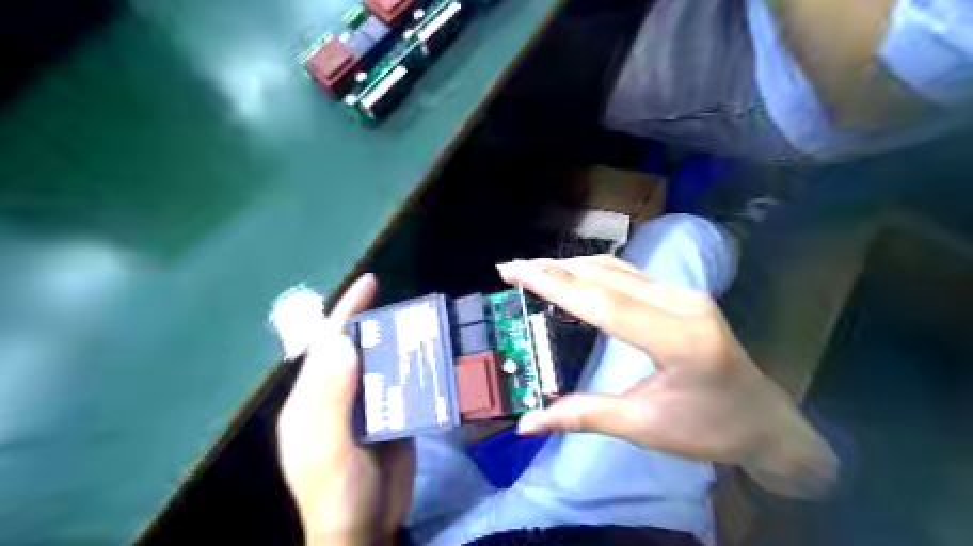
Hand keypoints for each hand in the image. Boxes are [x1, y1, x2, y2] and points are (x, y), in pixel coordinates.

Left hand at [274, 278, 412, 544]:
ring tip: (426, 327)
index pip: (327, 345)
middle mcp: (336, 395)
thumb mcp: (330, 450)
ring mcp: (364, 406)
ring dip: (402, 345)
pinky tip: (433, 360)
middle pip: (357, 349)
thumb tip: (340, 341)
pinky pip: (401, 384)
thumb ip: (331, 398)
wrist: (366, 529)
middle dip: (378, 323)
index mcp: (312, 399)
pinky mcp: (389, 417)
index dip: (346, 311)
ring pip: (382, 364)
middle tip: (409, 307)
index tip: (370, 282)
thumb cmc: (339, 494)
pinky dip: (415, 369)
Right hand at [496, 255, 840, 498]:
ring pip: (617, 269)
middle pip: (607, 277)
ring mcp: (684, 294)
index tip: (517, 272)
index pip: (606, 304)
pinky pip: (628, 275)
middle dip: (554, 269)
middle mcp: (683, 304)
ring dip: (571, 266)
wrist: (766, 421)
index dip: (557, 287)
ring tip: (532, 270)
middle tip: (511, 268)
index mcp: (680, 339)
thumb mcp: (644, 427)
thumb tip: (527, 423)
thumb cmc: (709, 429)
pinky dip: (591, 272)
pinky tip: (569, 275)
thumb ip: (583, 416)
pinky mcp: (680, 295)